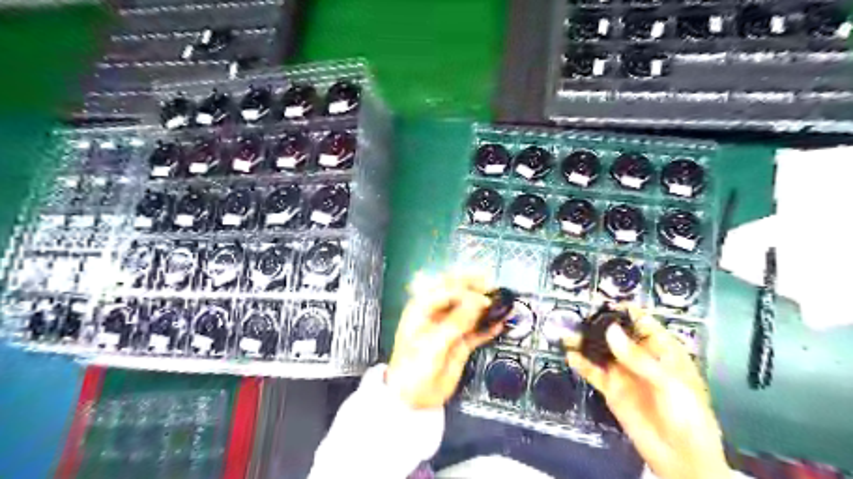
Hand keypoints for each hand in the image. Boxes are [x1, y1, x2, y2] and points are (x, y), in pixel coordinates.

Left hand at [390, 275, 504, 409]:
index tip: (483, 299)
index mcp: (422, 308)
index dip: (466, 291)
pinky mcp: (460, 343)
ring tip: (501, 304)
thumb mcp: (433, 343)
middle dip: (475, 288)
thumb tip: (476, 302)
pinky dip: (487, 327)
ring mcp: (450, 328)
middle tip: (492, 287)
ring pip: (470, 311)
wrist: (413, 398)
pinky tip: (499, 323)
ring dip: (485, 307)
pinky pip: (477, 331)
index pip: (447, 289)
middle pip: (458, 294)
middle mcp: (437, 314)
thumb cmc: (413, 368)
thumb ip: (456, 322)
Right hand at [566, 306, 732, 478]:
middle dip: (599, 325)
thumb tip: (610, 331)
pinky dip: (581, 363)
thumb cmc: (687, 416)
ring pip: (601, 351)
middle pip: (617, 334)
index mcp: (662, 351)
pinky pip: (593, 372)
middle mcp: (640, 357)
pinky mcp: (612, 389)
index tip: (604, 303)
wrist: (682, 459)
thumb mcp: (669, 383)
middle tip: (578, 316)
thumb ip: (638, 358)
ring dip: (585, 342)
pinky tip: (569, 354)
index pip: (642, 323)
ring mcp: (624, 373)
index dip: (624, 312)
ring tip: (567, 333)